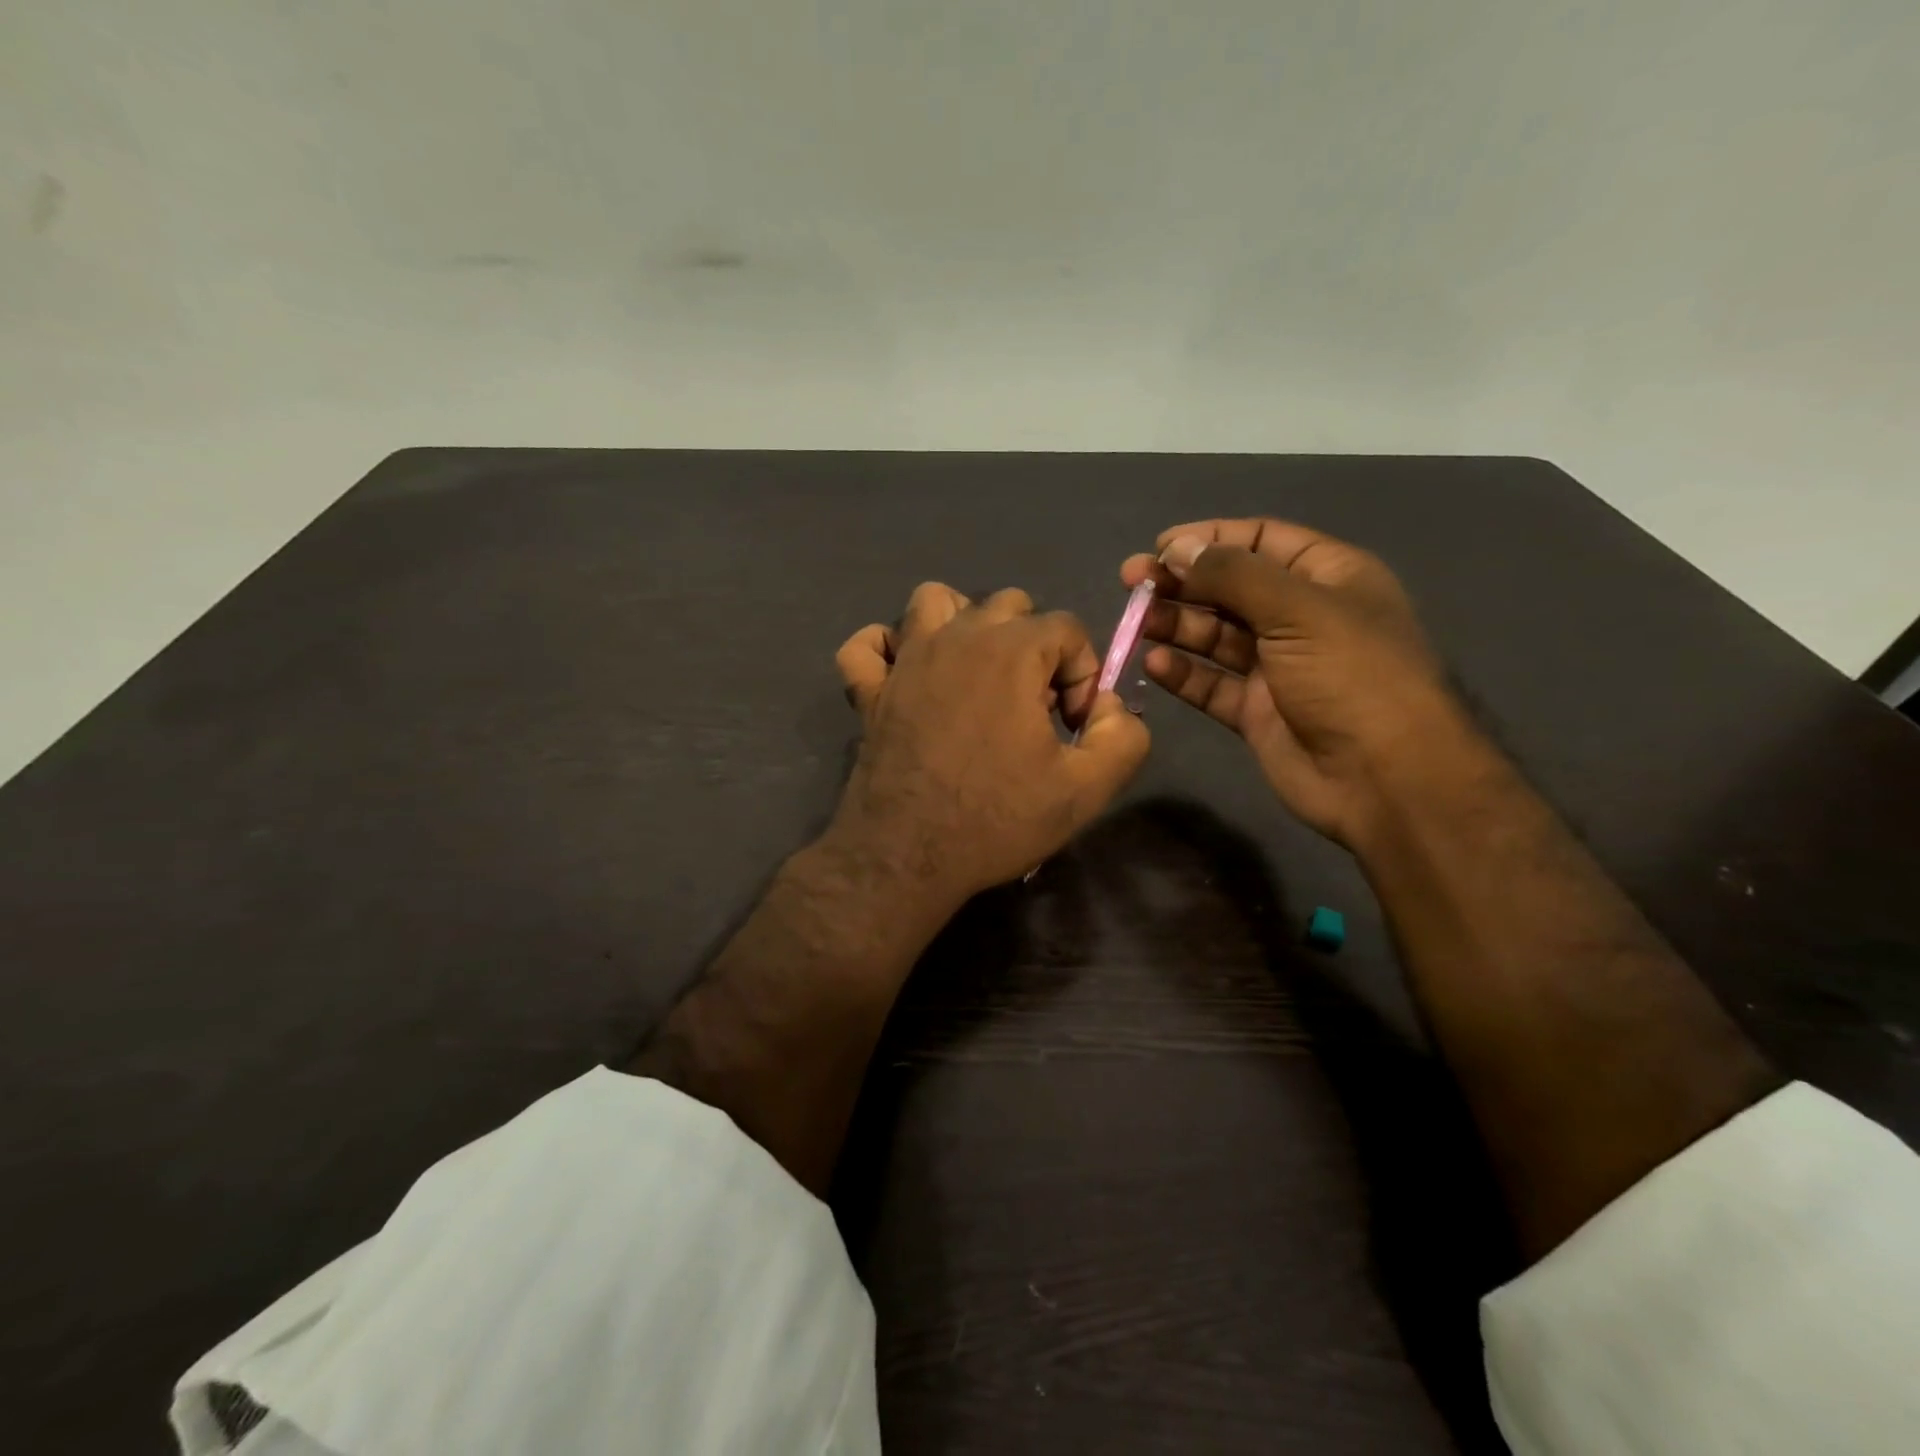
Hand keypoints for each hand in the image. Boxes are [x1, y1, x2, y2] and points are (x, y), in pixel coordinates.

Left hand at [830, 582, 1149, 904]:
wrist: (908, 857)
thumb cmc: (997, 820)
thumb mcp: (1086, 789)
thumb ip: (1123, 736)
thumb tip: (1109, 706)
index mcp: (1011, 652)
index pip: (1067, 629)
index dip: (1083, 674)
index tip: (1074, 726)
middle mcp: (956, 637)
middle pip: (1008, 606)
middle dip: (1034, 647)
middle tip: (1032, 706)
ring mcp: (905, 661)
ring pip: (935, 602)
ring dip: (963, 625)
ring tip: (977, 675)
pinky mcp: (869, 690)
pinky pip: (867, 646)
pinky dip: (887, 650)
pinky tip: (907, 675)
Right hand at [1121, 518, 1471, 846]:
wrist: (1386, 778)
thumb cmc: (1352, 676)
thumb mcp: (1298, 609)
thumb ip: (1233, 575)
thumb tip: (1177, 548)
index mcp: (1327, 578)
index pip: (1262, 540)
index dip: (1211, 538)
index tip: (1161, 547)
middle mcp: (1300, 618)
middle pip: (1230, 588)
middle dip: (1182, 582)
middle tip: (1131, 582)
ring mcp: (1277, 667)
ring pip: (1215, 636)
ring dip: (1176, 625)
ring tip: (1136, 623)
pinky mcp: (1256, 711)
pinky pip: (1211, 684)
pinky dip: (1183, 673)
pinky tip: (1153, 665)